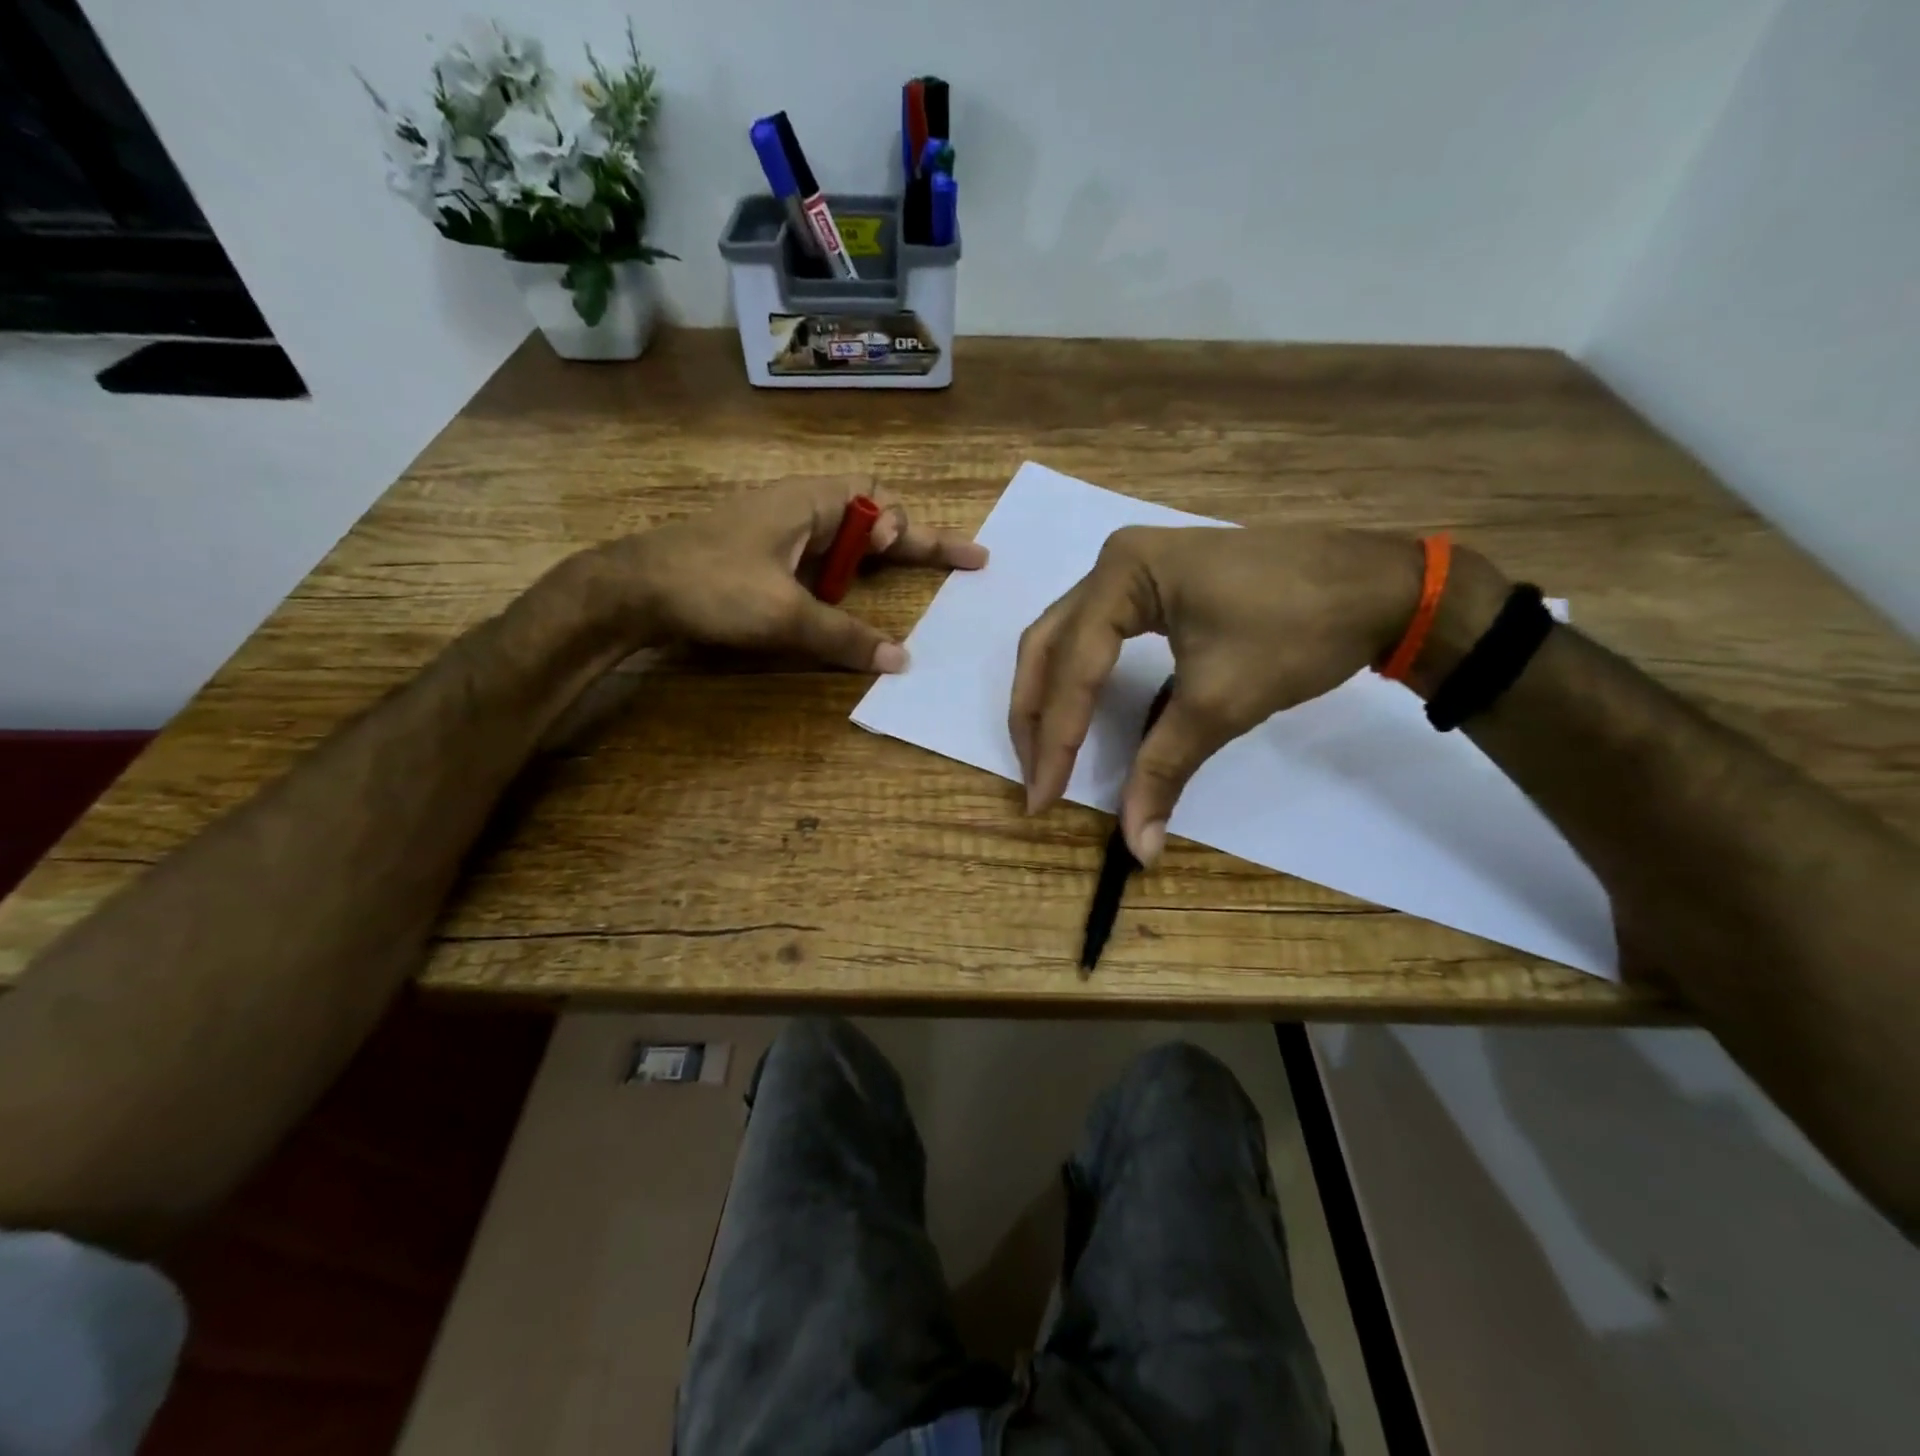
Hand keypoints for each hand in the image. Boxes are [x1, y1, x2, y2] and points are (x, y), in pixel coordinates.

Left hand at [606, 478, 987, 670]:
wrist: (634, 589)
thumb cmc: (713, 585)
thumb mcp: (786, 614)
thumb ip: (846, 636)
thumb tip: (901, 660)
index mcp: (814, 503)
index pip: (887, 510)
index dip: (927, 536)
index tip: (964, 559)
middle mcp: (803, 509)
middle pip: (873, 518)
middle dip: (912, 540)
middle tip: (951, 563)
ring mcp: (781, 532)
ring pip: (847, 540)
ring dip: (878, 559)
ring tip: (909, 577)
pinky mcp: (763, 555)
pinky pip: (822, 560)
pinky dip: (847, 578)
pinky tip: (848, 599)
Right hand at [1010, 525, 1472, 863]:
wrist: (1381, 587)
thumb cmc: (1299, 630)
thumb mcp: (1222, 702)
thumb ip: (1164, 769)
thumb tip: (1138, 849)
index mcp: (1123, 574)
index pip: (1073, 667)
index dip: (1056, 739)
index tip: (1042, 799)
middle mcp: (1113, 563)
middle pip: (1048, 646)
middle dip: (1035, 716)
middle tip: (1035, 777)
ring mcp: (1133, 569)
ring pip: (1065, 638)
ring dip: (1050, 697)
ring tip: (1046, 753)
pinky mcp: (1153, 586)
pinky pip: (1095, 636)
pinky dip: (1080, 679)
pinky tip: (1079, 715)